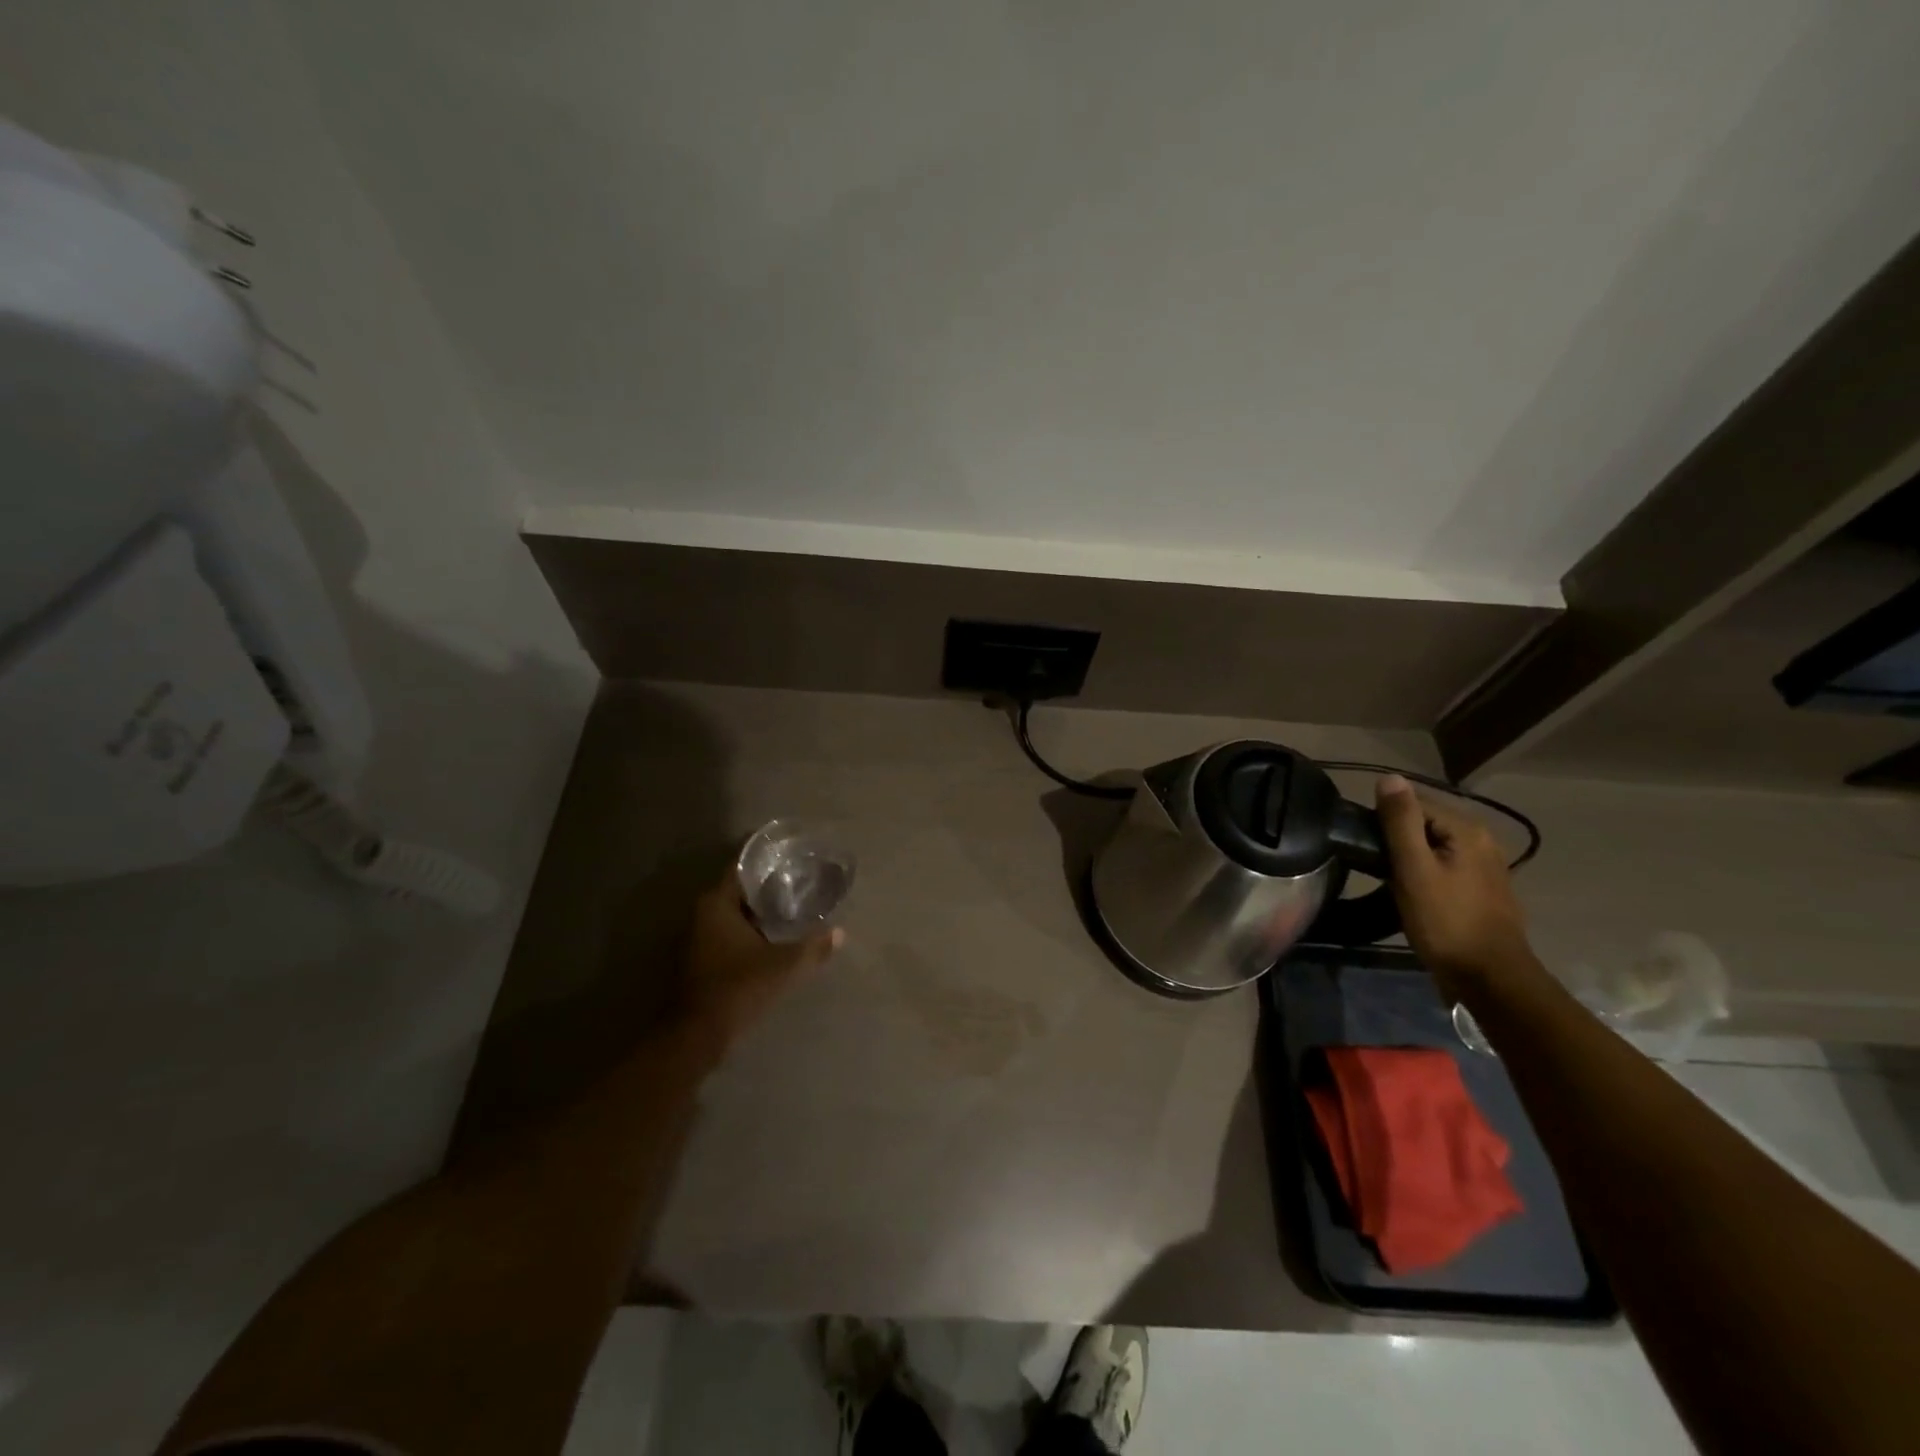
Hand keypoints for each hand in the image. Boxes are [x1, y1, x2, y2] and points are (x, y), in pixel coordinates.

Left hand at [680, 868, 843, 1048]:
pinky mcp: (701, 960)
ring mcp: (698, 938)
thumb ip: (813, 947)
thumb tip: (840, 933)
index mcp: (717, 904)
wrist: (698, 1035)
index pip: (743, 869)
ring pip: (735, 915)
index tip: (793, 860)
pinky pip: (730, 935)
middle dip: (768, 889)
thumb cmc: (739, 988)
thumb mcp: (784, 966)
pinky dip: (750, 933)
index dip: (768, 862)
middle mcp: (703, 914)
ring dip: (760, 914)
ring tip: (794, 911)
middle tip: (800, 885)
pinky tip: (775, 940)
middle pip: (740, 892)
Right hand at [1374, 775, 1535, 997]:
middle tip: (1373, 866)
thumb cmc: (1446, 921)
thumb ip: (1400, 821)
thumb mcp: (1414, 869)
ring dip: (1409, 858)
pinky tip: (1413, 893)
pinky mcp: (1482, 889)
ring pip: (1433, 847)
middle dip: (1396, 839)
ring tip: (1388, 880)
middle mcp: (1482, 840)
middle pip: (1424, 824)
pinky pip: (1443, 866)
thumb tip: (1388, 777)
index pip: (1413, 803)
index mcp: (1467, 829)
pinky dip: (1424, 872)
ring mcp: (1486, 866)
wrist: (1489, 978)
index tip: (1365, 847)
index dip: (1384, 821)